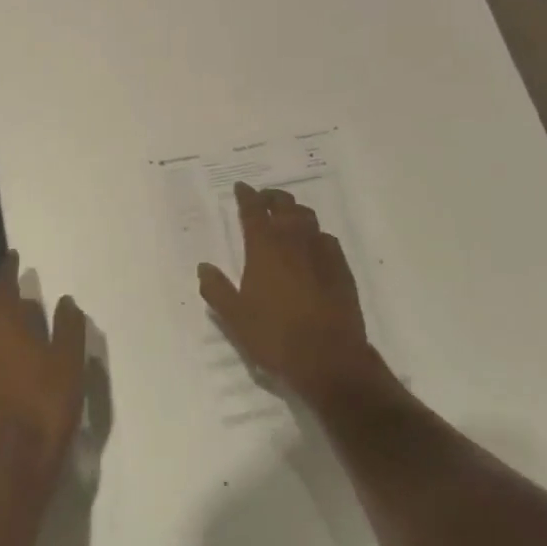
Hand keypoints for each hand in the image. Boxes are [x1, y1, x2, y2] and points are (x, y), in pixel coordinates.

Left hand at [0, 252, 86, 492]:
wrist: (16, 460)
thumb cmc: (46, 403)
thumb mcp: (69, 361)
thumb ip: (68, 327)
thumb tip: (64, 301)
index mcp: (3, 326)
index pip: (0, 288)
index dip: (6, 270)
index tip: (13, 257)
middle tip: (12, 279)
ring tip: (13, 307)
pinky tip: (9, 343)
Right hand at [198, 182, 391, 408]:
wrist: (329, 358)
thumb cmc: (274, 336)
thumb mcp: (234, 317)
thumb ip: (216, 289)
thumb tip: (204, 266)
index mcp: (264, 248)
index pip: (253, 211)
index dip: (246, 196)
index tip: (241, 187)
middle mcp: (293, 241)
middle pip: (284, 205)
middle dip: (272, 197)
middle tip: (263, 199)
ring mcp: (322, 252)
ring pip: (308, 218)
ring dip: (294, 211)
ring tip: (287, 217)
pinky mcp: (342, 268)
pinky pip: (327, 239)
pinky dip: (315, 235)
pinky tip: (313, 246)